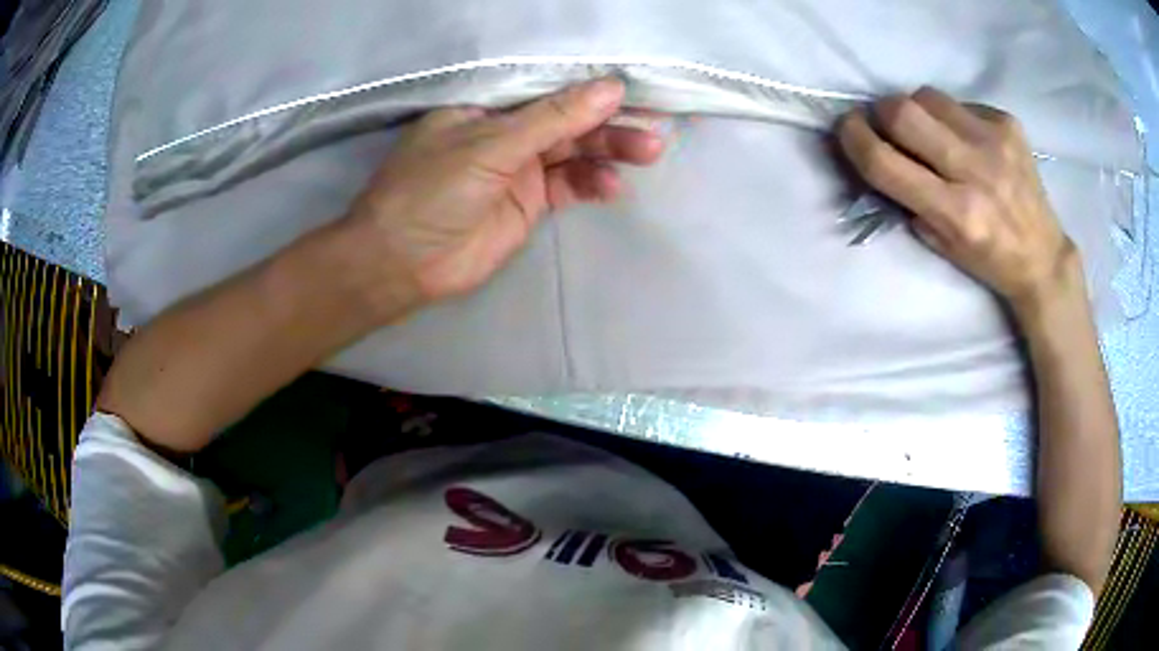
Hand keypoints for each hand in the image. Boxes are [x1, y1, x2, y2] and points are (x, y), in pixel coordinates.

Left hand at [343, 78, 663, 310]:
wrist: (403, 264)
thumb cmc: (431, 191)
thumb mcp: (491, 146)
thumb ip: (553, 119)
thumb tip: (611, 88)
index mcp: (488, 108)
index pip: (549, 90)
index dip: (591, 89)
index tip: (635, 90)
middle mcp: (506, 132)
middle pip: (568, 120)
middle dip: (610, 124)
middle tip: (652, 131)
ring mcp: (519, 168)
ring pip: (575, 151)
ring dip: (610, 151)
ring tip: (647, 153)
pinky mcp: (530, 203)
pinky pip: (570, 185)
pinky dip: (592, 183)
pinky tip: (612, 186)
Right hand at [837, 87, 1080, 313]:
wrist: (1043, 256)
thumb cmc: (989, 259)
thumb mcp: (942, 244)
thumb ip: (907, 199)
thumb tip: (876, 151)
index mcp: (956, 214)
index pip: (885, 163)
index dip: (854, 138)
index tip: (848, 128)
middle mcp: (975, 172)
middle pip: (903, 112)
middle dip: (882, 113)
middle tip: (885, 124)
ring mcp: (995, 141)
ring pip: (928, 96)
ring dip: (916, 109)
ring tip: (928, 130)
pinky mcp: (1008, 123)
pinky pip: (960, 101)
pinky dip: (951, 115)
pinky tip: (965, 137)